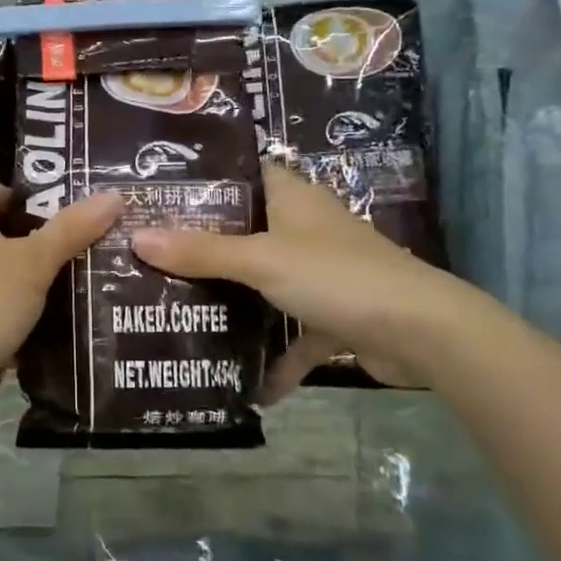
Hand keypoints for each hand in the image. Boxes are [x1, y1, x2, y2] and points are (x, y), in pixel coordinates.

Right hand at [130, 162, 468, 397]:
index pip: (244, 175)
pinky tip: (245, 384)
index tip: (160, 194)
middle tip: (151, 259)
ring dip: (236, 303)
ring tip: (180, 313)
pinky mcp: (334, 316)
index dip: (206, 181)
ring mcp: (321, 274)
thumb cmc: (339, 277)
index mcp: (293, 199)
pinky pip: (293, 333)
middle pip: (246, 232)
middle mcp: (305, 230)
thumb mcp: (262, 261)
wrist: (422, 334)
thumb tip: (137, 238)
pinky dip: (274, 357)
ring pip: (266, 284)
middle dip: (205, 249)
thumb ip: (202, 252)